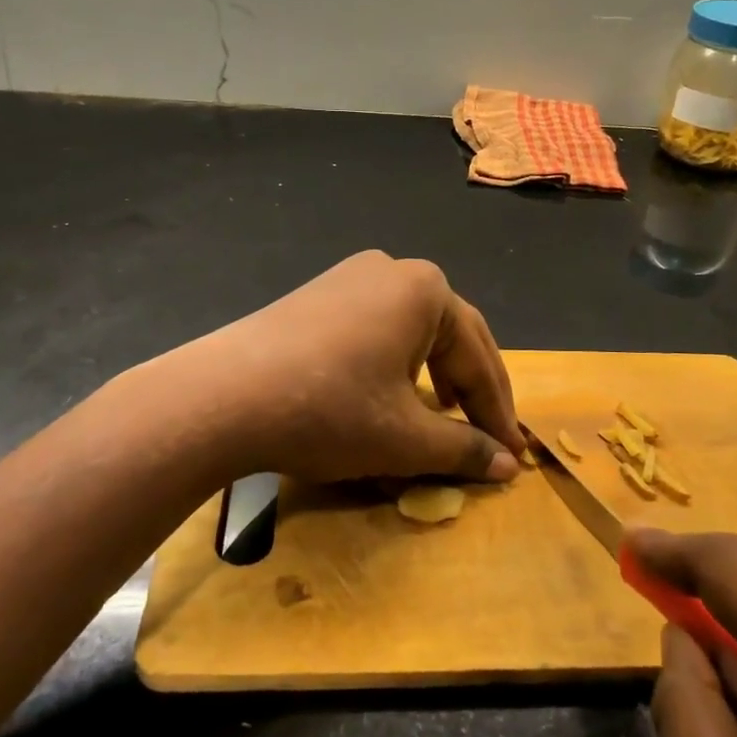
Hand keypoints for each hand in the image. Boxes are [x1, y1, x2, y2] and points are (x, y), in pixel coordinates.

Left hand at [181, 250, 524, 486]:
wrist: (222, 396)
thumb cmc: (330, 410)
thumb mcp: (405, 438)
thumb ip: (465, 449)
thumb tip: (509, 466)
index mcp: (426, 290)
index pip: (479, 359)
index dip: (498, 414)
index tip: (514, 456)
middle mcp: (392, 270)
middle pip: (451, 335)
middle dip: (472, 388)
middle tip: (490, 434)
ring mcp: (349, 277)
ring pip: (412, 330)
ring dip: (436, 371)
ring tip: (445, 409)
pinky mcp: (316, 295)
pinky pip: (375, 328)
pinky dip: (395, 362)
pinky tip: (389, 389)